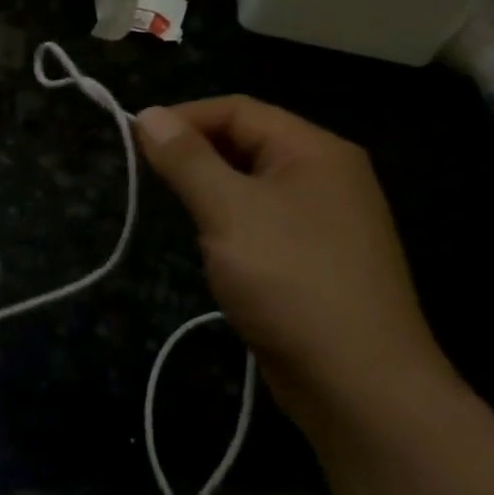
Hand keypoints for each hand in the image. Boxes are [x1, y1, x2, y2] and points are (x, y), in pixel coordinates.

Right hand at [135, 98, 456, 437]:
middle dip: (195, 152)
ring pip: (252, 184)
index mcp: (315, 151)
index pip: (238, 110)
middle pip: (248, 142)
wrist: (359, 384)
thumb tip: (149, 114)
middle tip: (148, 174)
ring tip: (173, 208)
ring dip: (209, 189)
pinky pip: (263, 220)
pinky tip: (211, 245)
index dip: (184, 117)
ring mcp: (325, 221)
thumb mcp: (228, 211)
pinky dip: (229, 221)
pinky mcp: (316, 259)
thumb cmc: (291, 281)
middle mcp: (326, 176)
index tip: (134, 138)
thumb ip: (186, 159)